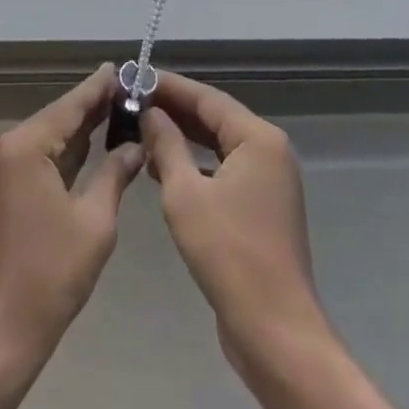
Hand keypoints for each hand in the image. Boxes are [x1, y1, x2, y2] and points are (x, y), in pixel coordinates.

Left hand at [0, 64, 144, 366]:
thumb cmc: (49, 277)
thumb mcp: (94, 222)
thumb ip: (115, 174)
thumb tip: (136, 146)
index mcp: (25, 147)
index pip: (70, 106)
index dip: (99, 88)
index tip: (124, 68)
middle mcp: (6, 148)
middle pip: (57, 118)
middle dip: (93, 107)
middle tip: (130, 91)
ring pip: (47, 138)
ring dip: (80, 130)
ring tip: (118, 112)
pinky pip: (37, 159)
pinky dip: (64, 153)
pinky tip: (91, 146)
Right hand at [141, 72, 325, 362]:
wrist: (274, 331)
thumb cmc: (228, 253)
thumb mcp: (185, 194)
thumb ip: (166, 146)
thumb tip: (150, 113)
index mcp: (258, 138)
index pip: (207, 98)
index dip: (170, 87)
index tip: (136, 78)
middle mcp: (269, 151)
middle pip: (215, 119)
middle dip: (175, 111)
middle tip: (133, 102)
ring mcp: (269, 181)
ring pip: (219, 146)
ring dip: (183, 139)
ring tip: (141, 131)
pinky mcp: (262, 208)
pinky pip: (224, 171)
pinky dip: (196, 166)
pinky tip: (163, 171)